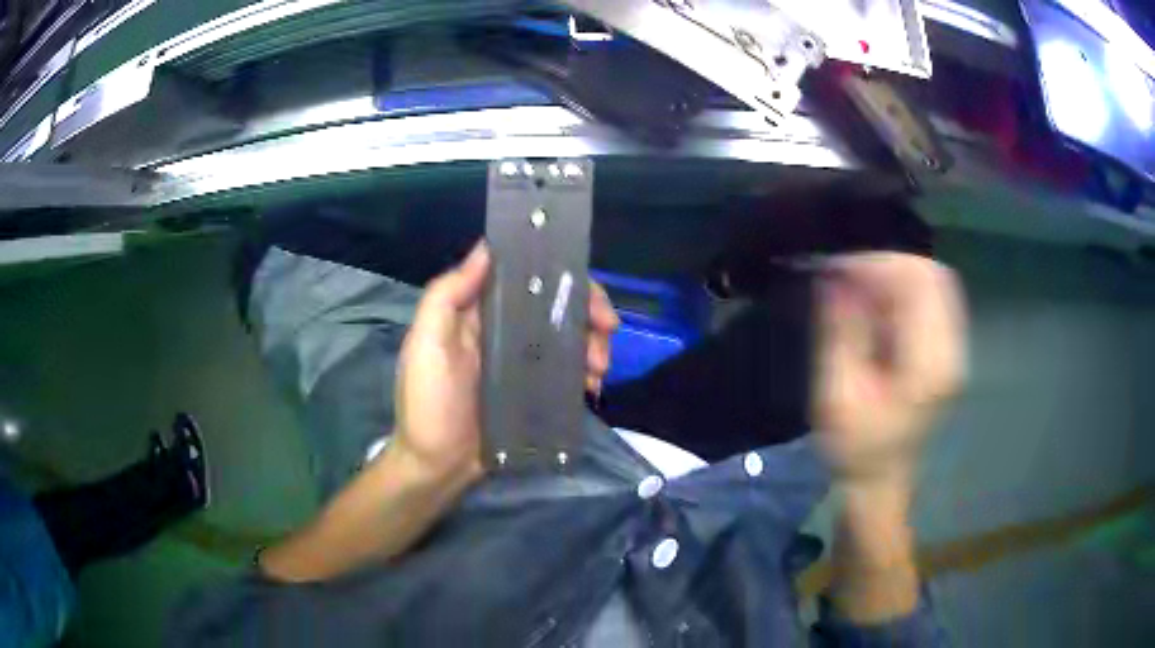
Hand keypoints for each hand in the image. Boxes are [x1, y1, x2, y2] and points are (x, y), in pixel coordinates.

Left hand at [391, 241, 618, 482]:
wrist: (437, 467)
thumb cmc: (428, 402)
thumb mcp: (426, 343)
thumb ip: (448, 295)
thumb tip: (486, 247)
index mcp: (479, 313)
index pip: (524, 278)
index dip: (558, 275)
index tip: (585, 287)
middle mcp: (504, 331)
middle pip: (554, 306)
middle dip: (587, 312)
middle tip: (606, 330)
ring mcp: (523, 363)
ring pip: (568, 338)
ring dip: (592, 344)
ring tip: (598, 369)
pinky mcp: (536, 392)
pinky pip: (568, 373)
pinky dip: (586, 373)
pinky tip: (592, 386)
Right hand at [812, 252, 966, 489]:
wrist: (879, 483)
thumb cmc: (855, 449)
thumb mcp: (837, 396)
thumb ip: (841, 333)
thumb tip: (835, 276)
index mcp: (930, 365)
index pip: (918, 284)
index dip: (877, 264)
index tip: (836, 267)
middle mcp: (951, 350)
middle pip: (933, 275)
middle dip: (887, 263)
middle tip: (846, 273)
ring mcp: (953, 350)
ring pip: (934, 283)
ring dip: (895, 274)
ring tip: (858, 285)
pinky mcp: (945, 351)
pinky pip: (931, 300)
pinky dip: (902, 290)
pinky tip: (876, 302)